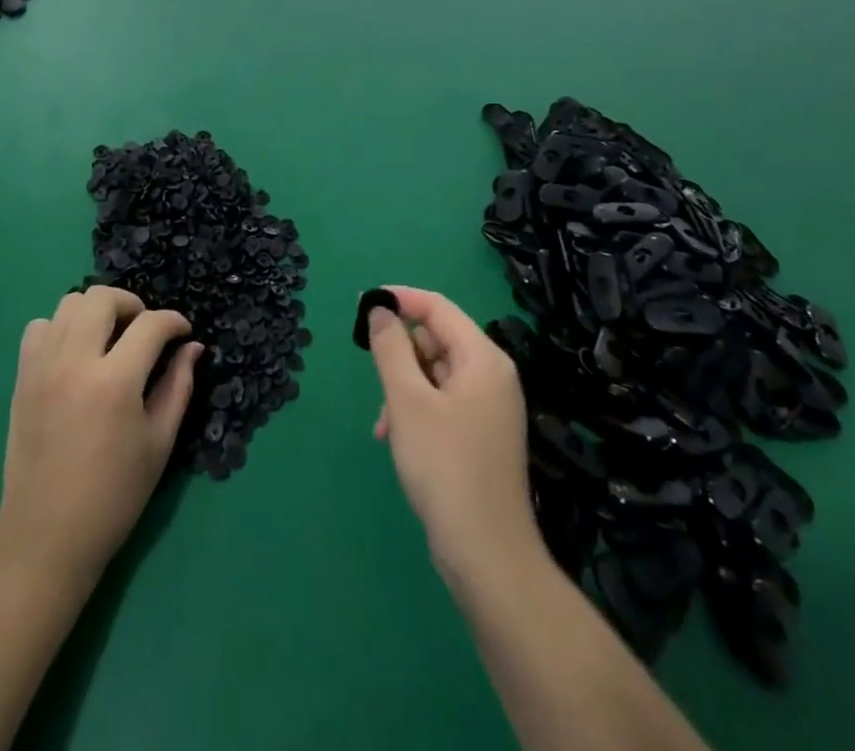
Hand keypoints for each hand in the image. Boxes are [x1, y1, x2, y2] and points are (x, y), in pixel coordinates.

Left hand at [0, 286, 200, 580]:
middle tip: (144, 332)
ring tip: (110, 339)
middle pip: (103, 298)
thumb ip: (178, 386)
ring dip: (97, 312)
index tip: (183, 333)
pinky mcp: (22, 377)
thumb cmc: (114, 495)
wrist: (47, 536)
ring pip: (69, 303)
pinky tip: (75, 354)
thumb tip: (192, 347)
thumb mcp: (159, 442)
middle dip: (133, 305)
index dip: (174, 322)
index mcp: (115, 381)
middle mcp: (75, 362)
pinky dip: (61, 328)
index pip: (151, 324)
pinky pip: (40, 327)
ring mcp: (42, 366)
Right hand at [365, 287, 538, 581]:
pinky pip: (442, 402)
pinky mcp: (480, 435)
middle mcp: (491, 375)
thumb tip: (380, 310)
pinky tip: (395, 438)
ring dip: (403, 388)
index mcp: (483, 358)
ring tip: (384, 424)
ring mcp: (488, 407)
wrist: (486, 555)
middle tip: (375, 381)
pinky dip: (416, 410)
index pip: (438, 307)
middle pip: (436, 340)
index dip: (400, 299)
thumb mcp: (407, 401)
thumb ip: (390, 348)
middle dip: (400, 356)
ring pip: (434, 374)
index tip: (363, 304)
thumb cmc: (445, 467)